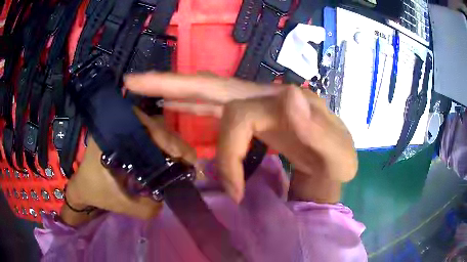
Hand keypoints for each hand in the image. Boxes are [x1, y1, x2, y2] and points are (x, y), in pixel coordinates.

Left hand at [63, 109, 196, 224]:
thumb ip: (145, 208)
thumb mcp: (119, 203)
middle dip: (174, 143)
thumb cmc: (94, 190)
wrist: (81, 185)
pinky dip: (164, 146)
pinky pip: (151, 135)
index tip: (181, 157)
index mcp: (111, 134)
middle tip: (189, 163)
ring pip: (155, 128)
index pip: (144, 126)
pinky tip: (171, 160)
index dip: (166, 139)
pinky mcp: (127, 135)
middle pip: (154, 124)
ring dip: (171, 144)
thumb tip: (168, 201)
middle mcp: (118, 125)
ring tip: (183, 162)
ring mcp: (123, 128)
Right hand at [124, 73, 357, 203]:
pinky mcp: (250, 119)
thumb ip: (320, 128)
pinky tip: (174, 104)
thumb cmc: (337, 165)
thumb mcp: (340, 156)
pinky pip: (213, 108)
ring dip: (173, 90)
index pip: (238, 117)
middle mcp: (266, 97)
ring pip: (208, 92)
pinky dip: (190, 104)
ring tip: (142, 87)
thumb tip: (287, 93)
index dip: (228, 155)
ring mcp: (255, 106)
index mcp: (285, 104)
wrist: (335, 167)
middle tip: (133, 81)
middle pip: (212, 85)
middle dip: (171, 83)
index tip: (232, 192)